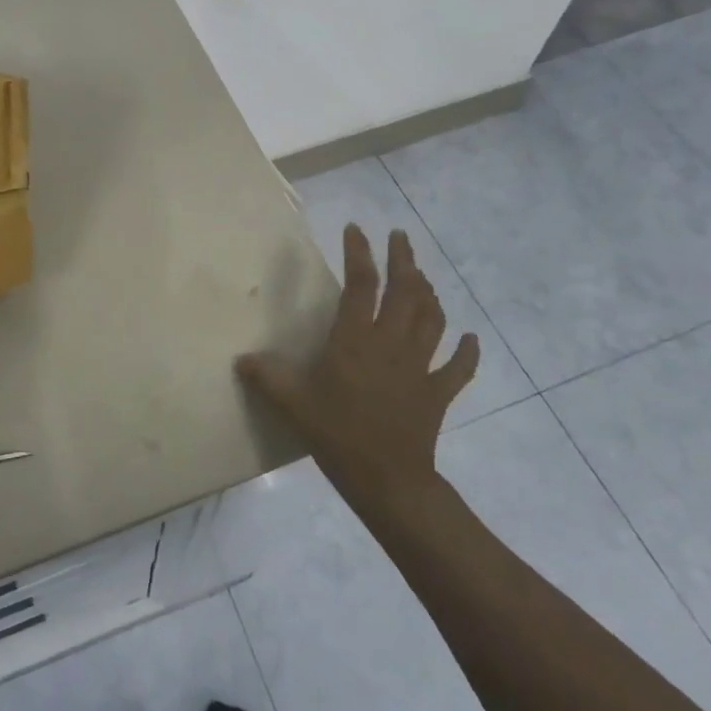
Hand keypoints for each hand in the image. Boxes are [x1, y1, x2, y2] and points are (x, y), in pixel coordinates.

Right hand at [236, 224, 477, 507]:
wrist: (387, 479)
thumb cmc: (337, 434)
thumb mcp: (292, 403)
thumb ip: (267, 376)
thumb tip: (242, 359)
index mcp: (355, 339)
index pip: (360, 284)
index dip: (359, 254)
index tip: (356, 230)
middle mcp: (391, 343)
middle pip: (405, 291)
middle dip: (403, 259)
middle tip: (400, 236)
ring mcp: (420, 366)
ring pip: (431, 318)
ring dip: (429, 293)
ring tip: (422, 277)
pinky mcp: (438, 392)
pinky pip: (458, 367)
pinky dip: (466, 352)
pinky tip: (469, 339)